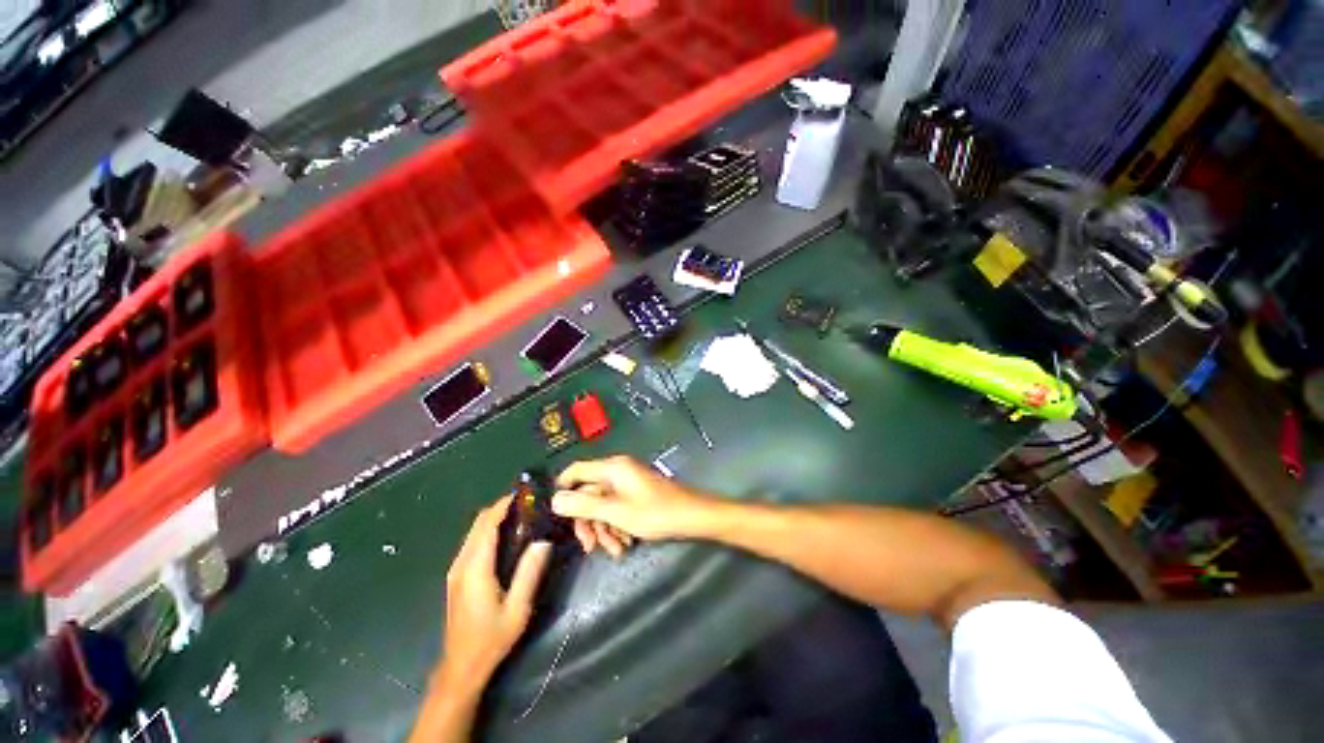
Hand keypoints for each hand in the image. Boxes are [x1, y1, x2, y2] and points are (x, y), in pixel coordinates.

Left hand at [439, 496, 551, 686]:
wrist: (461, 667)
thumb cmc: (491, 638)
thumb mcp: (517, 608)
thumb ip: (529, 572)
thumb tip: (543, 540)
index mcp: (476, 568)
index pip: (487, 525)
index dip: (504, 505)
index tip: (525, 495)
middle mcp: (461, 564)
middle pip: (478, 523)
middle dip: (500, 507)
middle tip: (528, 504)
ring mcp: (455, 570)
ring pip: (473, 531)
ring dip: (493, 518)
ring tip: (521, 515)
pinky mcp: (456, 576)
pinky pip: (471, 542)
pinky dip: (487, 530)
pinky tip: (506, 536)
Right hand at [554, 456, 714, 544]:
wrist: (692, 516)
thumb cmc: (655, 512)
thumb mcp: (616, 512)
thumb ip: (584, 505)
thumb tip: (554, 500)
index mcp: (612, 468)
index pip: (576, 471)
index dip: (562, 489)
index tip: (555, 515)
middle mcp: (618, 471)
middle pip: (589, 493)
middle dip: (589, 521)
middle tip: (590, 547)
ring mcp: (628, 482)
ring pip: (603, 504)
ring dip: (604, 528)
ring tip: (615, 550)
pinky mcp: (637, 494)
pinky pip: (617, 507)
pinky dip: (617, 525)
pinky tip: (625, 544)